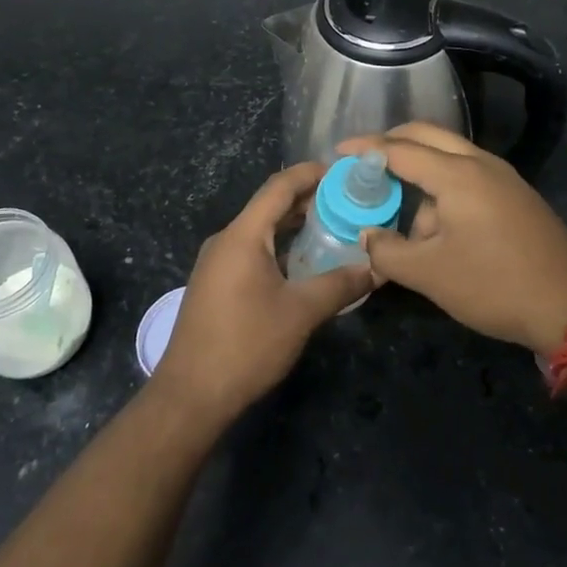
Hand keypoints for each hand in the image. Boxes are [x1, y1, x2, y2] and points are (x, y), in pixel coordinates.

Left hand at [150, 163, 371, 427]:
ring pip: (261, 231)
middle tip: (347, 202)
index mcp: (243, 235)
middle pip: (269, 206)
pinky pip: (251, 251)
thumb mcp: (300, 313)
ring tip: (332, 228)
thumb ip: (340, 285)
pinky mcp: (215, 285)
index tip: (342, 171)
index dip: (310, 173)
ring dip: (293, 226)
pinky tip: (304, 264)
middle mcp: (226, 240)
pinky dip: (279, 248)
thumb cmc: (246, 345)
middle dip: (307, 200)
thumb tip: (376, 268)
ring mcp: (217, 263)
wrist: (191, 395)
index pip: (279, 187)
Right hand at [337, 124, 566, 354]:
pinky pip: (470, 176)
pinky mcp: (518, 197)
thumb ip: (388, 251)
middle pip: (429, 136)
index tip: (339, 151)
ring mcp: (505, 178)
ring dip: (422, 174)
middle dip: (393, 144)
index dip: (366, 148)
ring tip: (408, 222)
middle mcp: (481, 164)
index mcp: (457, 174)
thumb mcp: (430, 274)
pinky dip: (445, 187)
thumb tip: (368, 236)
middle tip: (365, 161)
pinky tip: (439, 226)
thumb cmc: (494, 285)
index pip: (400, 149)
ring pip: (451, 158)